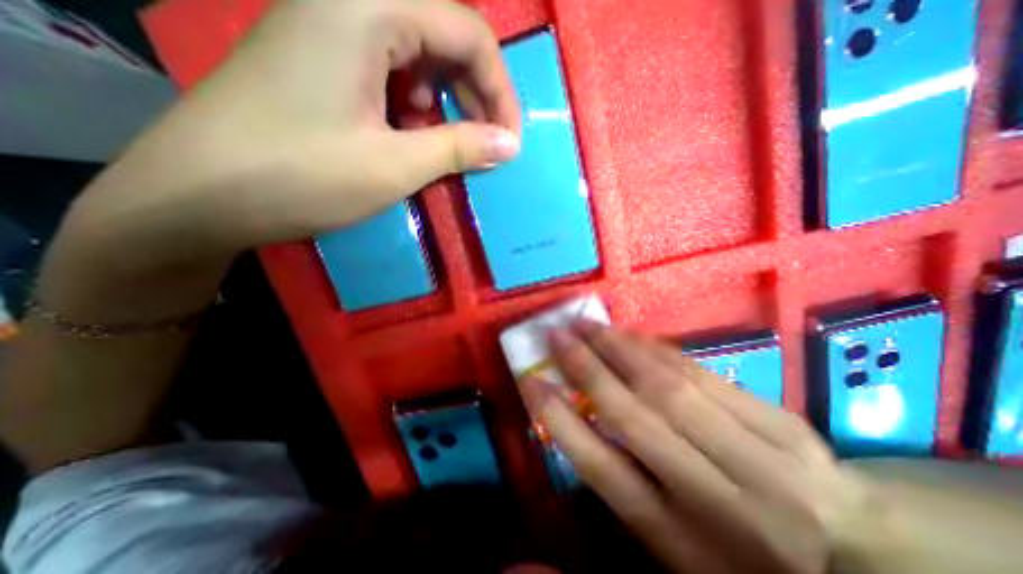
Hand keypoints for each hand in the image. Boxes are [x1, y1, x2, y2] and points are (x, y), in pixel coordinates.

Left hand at [67, 0, 521, 268]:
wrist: (200, 195)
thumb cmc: (302, 177)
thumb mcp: (395, 166)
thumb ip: (461, 148)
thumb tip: (510, 145)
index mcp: (367, 6)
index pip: (469, 32)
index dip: (500, 90)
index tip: (509, 142)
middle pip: (446, 36)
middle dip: (477, 95)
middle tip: (488, 144)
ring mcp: (332, 26)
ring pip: (420, 54)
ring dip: (448, 101)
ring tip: (449, 143)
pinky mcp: (324, 58)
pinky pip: (392, 70)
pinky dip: (417, 104)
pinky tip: (411, 133)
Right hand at [528, 322, 870, 573]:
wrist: (854, 554)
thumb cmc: (737, 554)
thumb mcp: (669, 541)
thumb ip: (624, 481)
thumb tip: (579, 418)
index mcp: (677, 537)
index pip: (601, 468)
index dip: (559, 420)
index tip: (531, 380)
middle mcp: (712, 496)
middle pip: (633, 416)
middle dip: (586, 368)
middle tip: (557, 334)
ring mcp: (756, 457)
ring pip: (667, 385)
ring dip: (619, 348)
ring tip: (587, 325)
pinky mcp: (781, 423)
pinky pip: (701, 373)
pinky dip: (658, 349)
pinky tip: (632, 334)